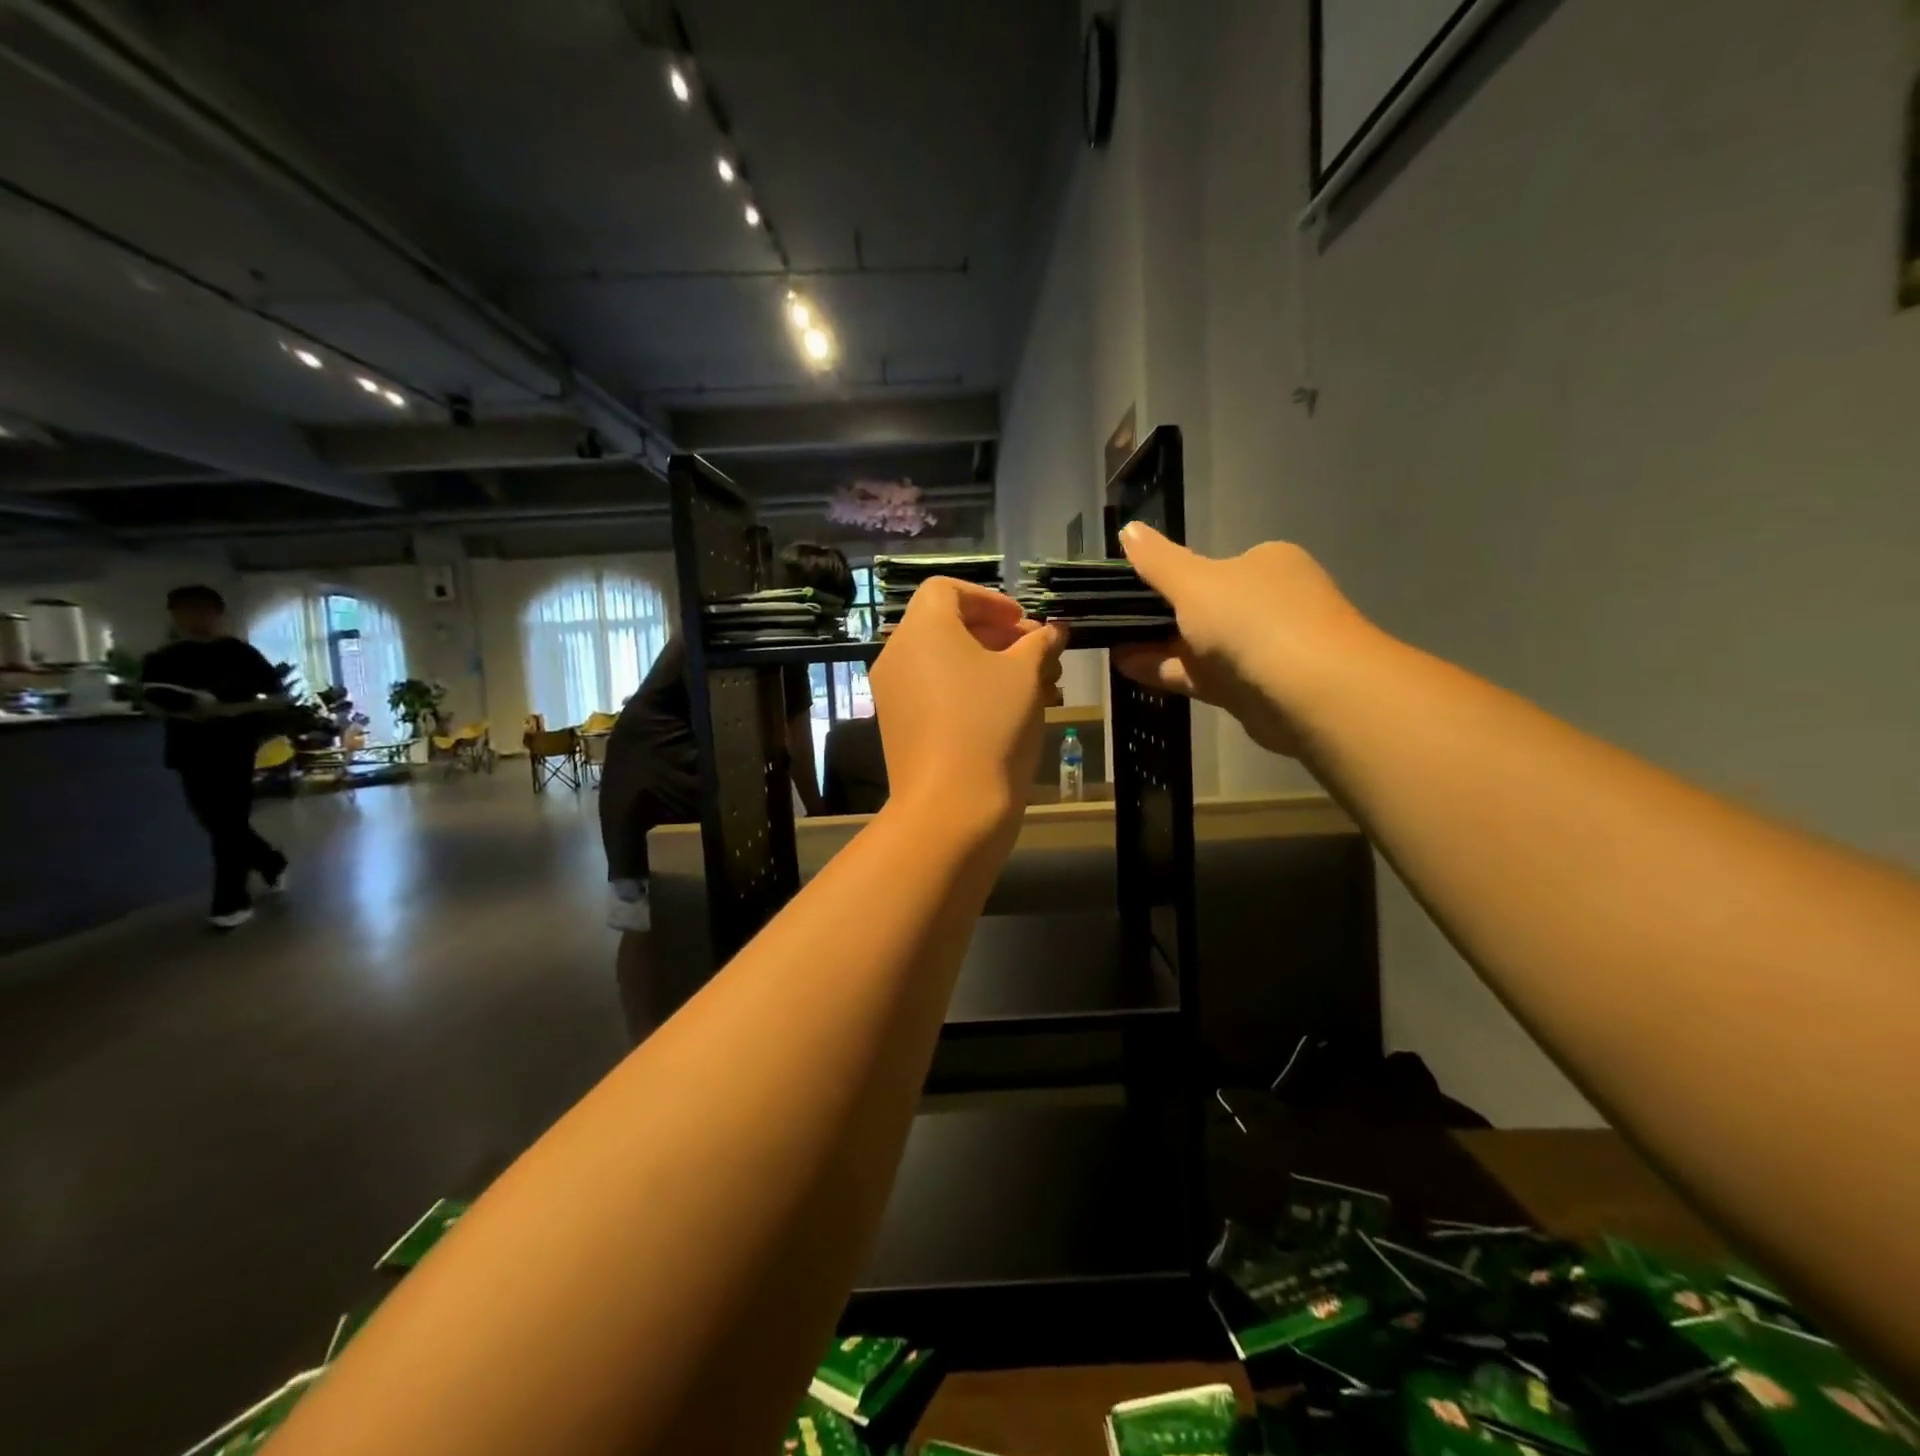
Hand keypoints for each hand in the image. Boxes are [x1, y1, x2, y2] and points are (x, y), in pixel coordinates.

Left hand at [869, 579, 1064, 836]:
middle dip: (999, 636)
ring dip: (992, 667)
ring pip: (946, 664)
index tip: (1023, 624)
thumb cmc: (990, 725)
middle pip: (948, 627)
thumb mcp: (1026, 675)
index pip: (947, 590)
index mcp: (922, 629)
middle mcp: (898, 655)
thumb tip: (1053, 631)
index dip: (990, 600)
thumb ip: (1040, 643)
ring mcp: (894, 694)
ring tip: (1039, 687)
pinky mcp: (900, 728)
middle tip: (1040, 655)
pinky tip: (1012, 714)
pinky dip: (971, 692)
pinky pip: (937, 694)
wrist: (951, 807)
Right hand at [1112, 522, 1375, 757]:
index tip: (1131, 589)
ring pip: (1201, 645)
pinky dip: (1168, 671)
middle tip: (1114, 621)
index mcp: (1267, 564)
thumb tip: (1127, 529)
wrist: (1308, 690)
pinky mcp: (1253, 690)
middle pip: (1205, 607)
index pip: (1215, 566)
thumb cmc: (1251, 619)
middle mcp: (1270, 602)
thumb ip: (1158, 561)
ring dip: (1157, 646)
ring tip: (1111, 647)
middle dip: (1160, 617)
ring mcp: (1263, 649)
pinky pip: (1202, 675)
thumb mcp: (1194, 582)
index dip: (1171, 576)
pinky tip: (1128, 668)